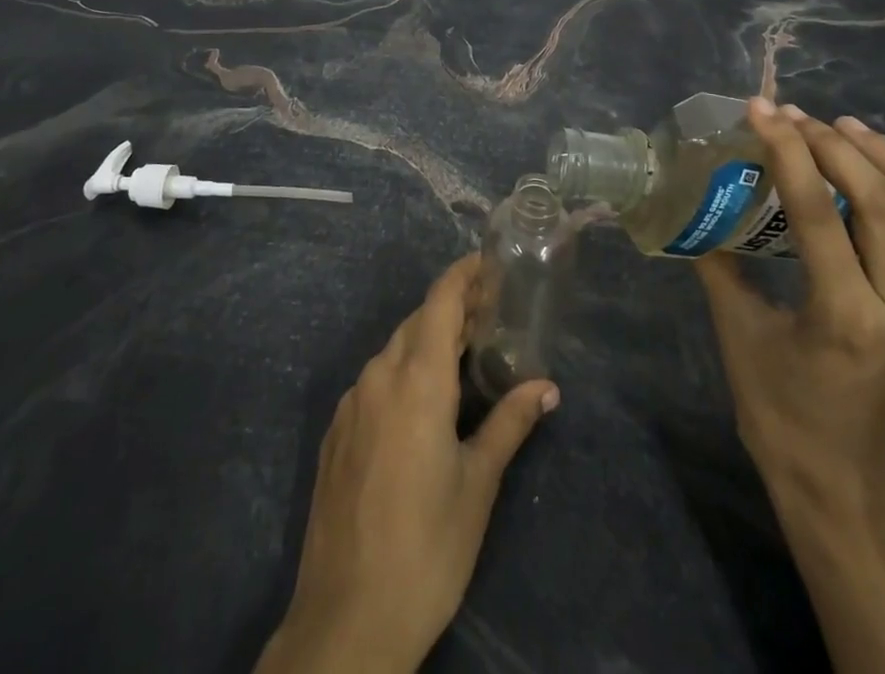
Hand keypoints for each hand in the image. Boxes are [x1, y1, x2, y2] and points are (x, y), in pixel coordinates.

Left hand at [256, 254, 559, 673]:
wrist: (346, 621)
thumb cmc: (427, 548)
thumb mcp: (478, 484)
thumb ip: (510, 423)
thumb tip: (547, 387)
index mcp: (416, 381)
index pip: (439, 301)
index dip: (462, 274)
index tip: (488, 262)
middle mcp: (378, 377)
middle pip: (417, 322)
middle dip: (452, 309)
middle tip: (490, 315)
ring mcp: (351, 404)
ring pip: (393, 350)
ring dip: (427, 341)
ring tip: (463, 356)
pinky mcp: (336, 432)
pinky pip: (375, 380)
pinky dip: (403, 371)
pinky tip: (422, 402)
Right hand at [695, 100, 884, 512]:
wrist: (837, 480)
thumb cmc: (779, 413)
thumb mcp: (737, 334)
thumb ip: (719, 266)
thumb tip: (696, 210)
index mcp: (842, 314)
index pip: (820, 214)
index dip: (790, 153)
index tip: (761, 111)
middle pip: (882, 203)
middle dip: (834, 146)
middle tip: (791, 115)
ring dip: (881, 157)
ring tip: (840, 122)